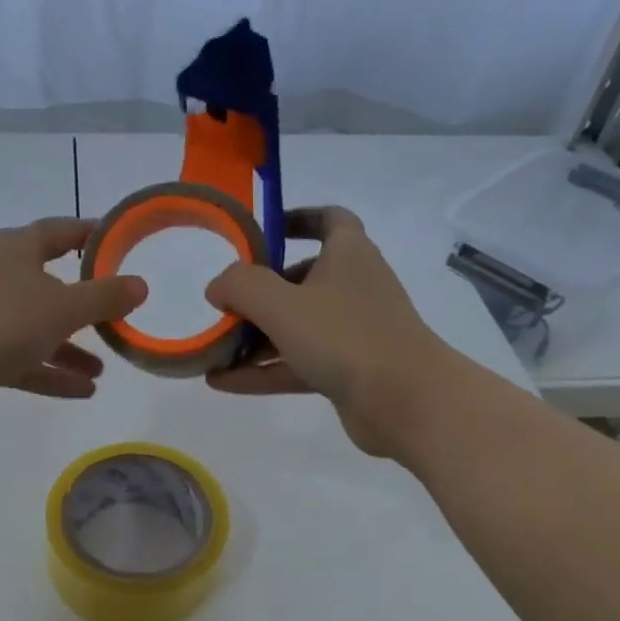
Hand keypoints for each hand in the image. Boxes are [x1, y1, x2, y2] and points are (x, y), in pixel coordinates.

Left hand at [0, 218, 146, 426]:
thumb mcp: (62, 306)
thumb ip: (104, 297)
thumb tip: (140, 285)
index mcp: (15, 250)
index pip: (60, 231)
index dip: (91, 235)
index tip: (120, 243)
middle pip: (48, 284)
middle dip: (82, 305)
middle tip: (115, 317)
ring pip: (35, 328)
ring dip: (69, 348)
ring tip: (102, 370)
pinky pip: (21, 360)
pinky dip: (49, 372)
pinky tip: (83, 391)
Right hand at [204, 207, 454, 458]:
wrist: (407, 401)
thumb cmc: (346, 336)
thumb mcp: (282, 304)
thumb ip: (241, 286)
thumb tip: (217, 287)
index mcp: (348, 255)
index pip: (329, 220)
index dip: (297, 219)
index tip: (263, 232)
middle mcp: (352, 287)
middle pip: (301, 279)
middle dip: (260, 291)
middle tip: (224, 303)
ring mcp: (351, 332)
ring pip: (296, 326)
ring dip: (254, 338)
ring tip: (212, 349)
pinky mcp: (347, 371)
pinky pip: (296, 363)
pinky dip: (262, 370)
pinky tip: (221, 382)